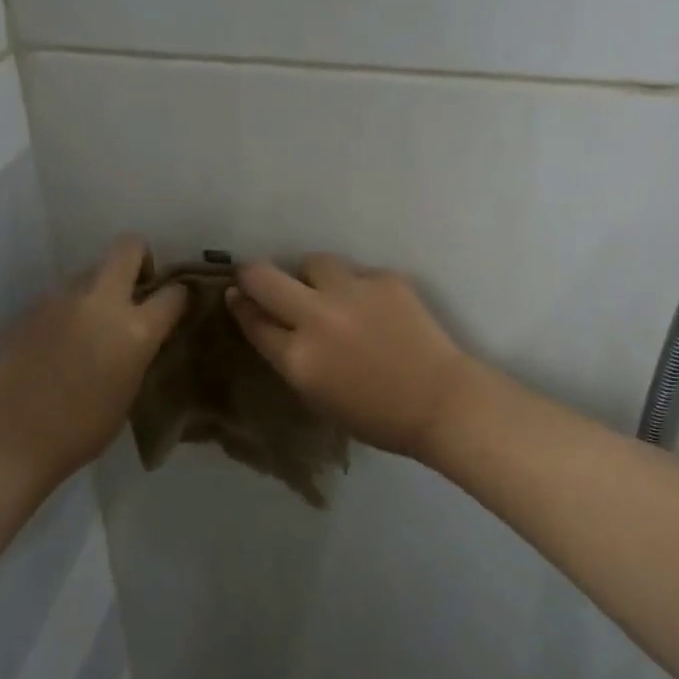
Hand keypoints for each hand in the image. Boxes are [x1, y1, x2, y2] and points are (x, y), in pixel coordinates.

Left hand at [0, 236, 187, 486]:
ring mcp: (60, 299)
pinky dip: (66, 311)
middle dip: (139, 259)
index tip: (172, 306)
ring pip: (89, 272)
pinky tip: (55, 344)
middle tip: (134, 290)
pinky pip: (59, 297)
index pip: (173, 292)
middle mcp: (99, 301)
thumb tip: (139, 335)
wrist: (8, 441)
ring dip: (97, 290)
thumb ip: (138, 352)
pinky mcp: (29, 307)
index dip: (177, 296)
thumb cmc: (80, 432)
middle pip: (128, 246)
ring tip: (87, 328)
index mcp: (134, 330)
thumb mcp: (128, 392)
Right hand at [227, 254, 481, 460]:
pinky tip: (374, 308)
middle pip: (263, 277)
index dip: (240, 305)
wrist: (441, 400)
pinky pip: (356, 273)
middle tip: (260, 280)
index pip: (252, 318)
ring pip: (313, 263)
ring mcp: (352, 292)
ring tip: (329, 293)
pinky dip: (357, 288)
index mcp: (298, 358)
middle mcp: (317, 318)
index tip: (236, 295)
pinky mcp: (384, 278)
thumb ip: (288, 357)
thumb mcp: (317, 395)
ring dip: (311, 277)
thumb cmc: (376, 415)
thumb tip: (266, 321)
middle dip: (253, 274)